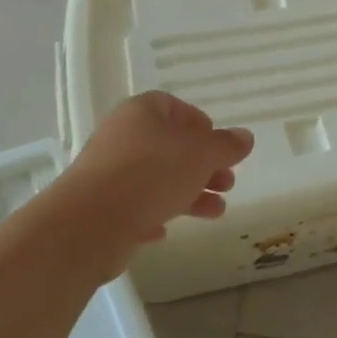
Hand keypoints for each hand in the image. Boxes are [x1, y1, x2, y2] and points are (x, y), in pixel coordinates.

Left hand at [53, 91, 253, 272]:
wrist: (90, 223)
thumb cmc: (152, 174)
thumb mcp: (201, 155)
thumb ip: (226, 146)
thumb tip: (246, 137)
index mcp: (143, 112)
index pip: (175, 107)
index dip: (201, 126)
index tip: (220, 148)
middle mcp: (122, 135)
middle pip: (170, 146)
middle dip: (202, 166)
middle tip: (227, 183)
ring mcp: (108, 172)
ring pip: (156, 178)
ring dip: (189, 193)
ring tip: (216, 212)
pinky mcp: (100, 207)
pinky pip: (135, 206)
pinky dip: (155, 214)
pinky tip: (167, 231)